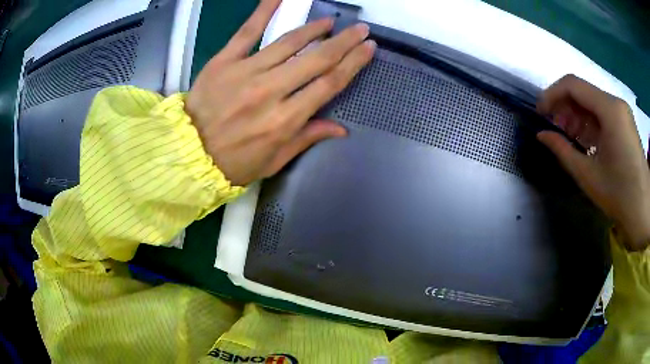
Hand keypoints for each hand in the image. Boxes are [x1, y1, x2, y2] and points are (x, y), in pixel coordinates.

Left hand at [186, 0, 375, 185]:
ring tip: (330, 21)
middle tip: (360, 29)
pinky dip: (264, 11)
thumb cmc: (234, 163)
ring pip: (289, 42)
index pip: (329, 83)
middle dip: (344, 41)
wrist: (189, 155)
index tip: (368, 48)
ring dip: (314, 29)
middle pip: (317, 59)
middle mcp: (270, 91)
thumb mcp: (274, 161)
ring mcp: (246, 72)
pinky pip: (247, 32)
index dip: (353, 63)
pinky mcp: (224, 61)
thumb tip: (341, 128)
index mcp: (285, 120)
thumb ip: (307, 138)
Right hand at [537, 74, 649, 250]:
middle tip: (554, 129)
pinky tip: (584, 140)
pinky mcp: (625, 122)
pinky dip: (589, 123)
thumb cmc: (618, 194)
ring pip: (591, 102)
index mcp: (609, 110)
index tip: (540, 113)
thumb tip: (541, 135)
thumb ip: (562, 150)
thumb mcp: (587, 174)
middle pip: (582, 92)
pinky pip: (602, 113)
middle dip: (564, 107)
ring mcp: (622, 112)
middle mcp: (615, 103)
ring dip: (576, 116)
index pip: (573, 85)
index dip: (552, 95)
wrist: (643, 211)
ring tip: (568, 137)